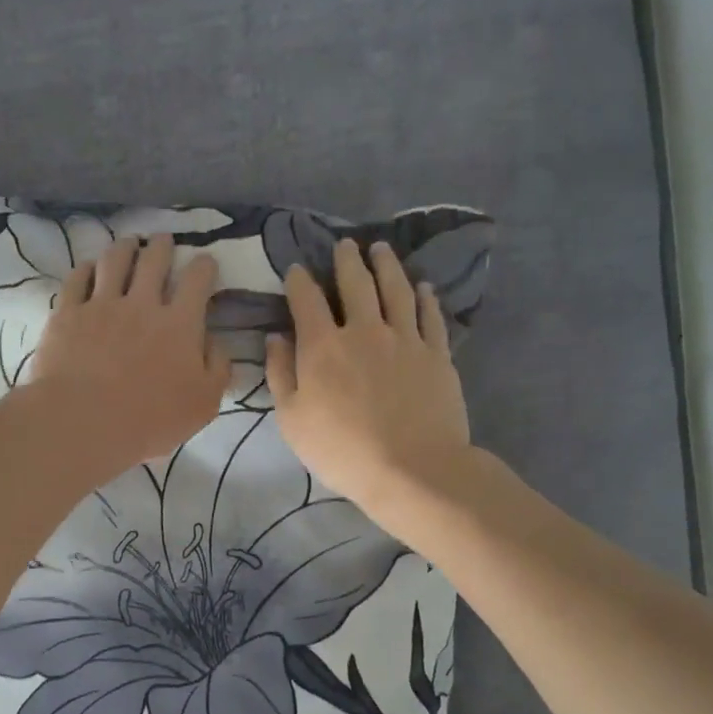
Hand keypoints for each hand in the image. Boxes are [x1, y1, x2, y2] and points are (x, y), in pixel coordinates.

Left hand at [23, 233, 230, 486]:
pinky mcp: (68, 314)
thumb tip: (217, 342)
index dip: (204, 266)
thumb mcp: (204, 403)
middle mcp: (142, 303)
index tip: (205, 263)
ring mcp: (101, 305)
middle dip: (162, 246)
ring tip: (129, 243)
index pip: (198, 280)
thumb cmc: (151, 419)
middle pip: (154, 260)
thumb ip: (218, 368)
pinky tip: (89, 267)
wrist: (85, 421)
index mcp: (180, 324)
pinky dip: (85, 268)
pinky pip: (77, 279)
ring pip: (115, 260)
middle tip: (163, 241)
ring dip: (125, 247)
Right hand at [265, 240, 473, 543]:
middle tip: (345, 245)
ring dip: (386, 265)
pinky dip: (425, 297)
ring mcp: (405, 339)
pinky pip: (430, 315)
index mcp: (323, 346)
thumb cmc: (341, 450)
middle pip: (355, 284)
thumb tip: (276, 338)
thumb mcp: (292, 420)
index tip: (296, 269)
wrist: (411, 468)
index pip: (307, 300)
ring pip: (396, 290)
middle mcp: (364, 330)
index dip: (299, 280)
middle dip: (347, 260)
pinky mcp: (437, 354)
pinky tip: (422, 287)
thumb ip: (281, 374)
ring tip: (381, 250)